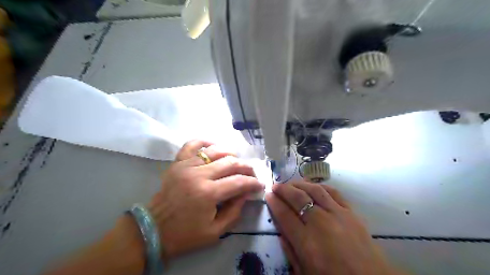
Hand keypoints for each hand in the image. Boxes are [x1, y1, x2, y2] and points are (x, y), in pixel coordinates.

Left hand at [149, 140, 263, 259]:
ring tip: (236, 162)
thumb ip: (234, 211)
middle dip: (246, 167)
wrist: (152, 230)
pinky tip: (214, 147)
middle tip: (252, 173)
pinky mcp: (177, 163)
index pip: (239, 181)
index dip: (253, 182)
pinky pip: (192, 144)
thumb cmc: (185, 234)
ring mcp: (186, 165)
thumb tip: (246, 193)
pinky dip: (205, 142)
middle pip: (230, 162)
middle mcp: (198, 175)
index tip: (260, 184)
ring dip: (231, 154)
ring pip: (215, 151)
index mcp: (208, 194)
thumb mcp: (215, 232)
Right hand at [267, 181, 399, 274]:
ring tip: (291, 183)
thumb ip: (290, 252)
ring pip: (314, 190)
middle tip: (275, 185)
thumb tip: (281, 232)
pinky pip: (334, 192)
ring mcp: (337, 214)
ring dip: (300, 184)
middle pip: (297, 198)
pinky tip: (314, 185)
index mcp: (306, 241)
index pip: (284, 214)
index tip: (268, 195)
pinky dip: (321, 186)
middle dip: (283, 189)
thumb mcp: (305, 273)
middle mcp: (320, 222)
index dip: (274, 202)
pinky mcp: (350, 212)